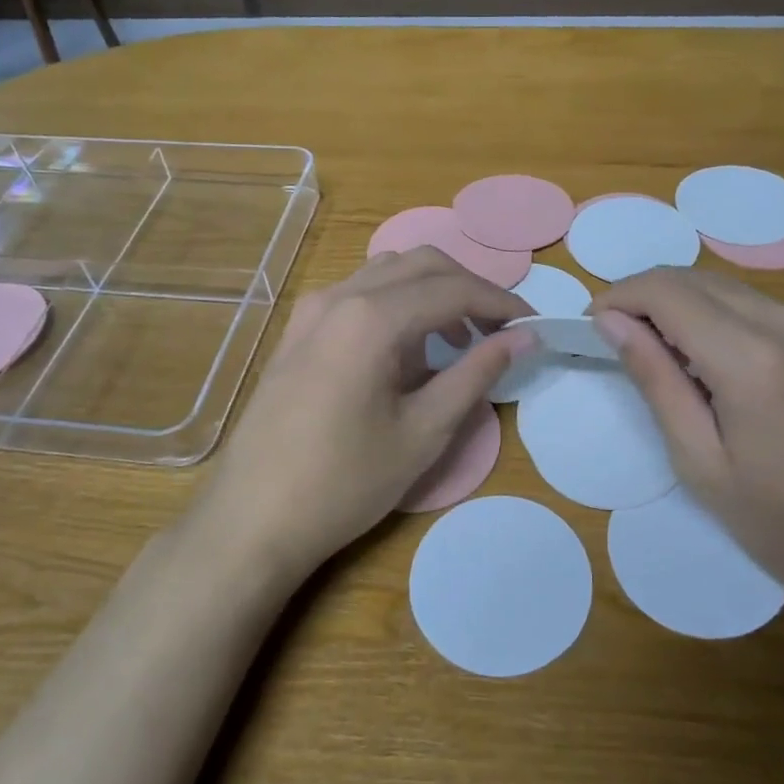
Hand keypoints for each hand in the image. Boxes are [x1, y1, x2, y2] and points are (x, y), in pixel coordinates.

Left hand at [198, 248, 536, 583]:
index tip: (532, 326)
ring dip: (432, 292)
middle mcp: (339, 297)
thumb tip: (524, 338)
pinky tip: (406, 350)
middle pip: (421, 264)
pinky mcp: (297, 331)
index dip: (500, 302)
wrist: (251, 520)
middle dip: (469, 288)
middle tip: (500, 330)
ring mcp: (311, 310)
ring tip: (458, 340)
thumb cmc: (343, 483)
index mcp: (372, 317)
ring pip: (387, 273)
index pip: (453, 289)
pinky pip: (358, 294)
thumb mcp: (423, 432)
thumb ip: (476, 374)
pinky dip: (397, 304)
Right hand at [592, 268, 783, 620]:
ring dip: (677, 304)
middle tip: (612, 338)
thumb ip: (655, 381)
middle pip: (694, 279)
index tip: (589, 325)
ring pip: (724, 288)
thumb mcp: (701, 463)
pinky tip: (702, 360)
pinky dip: (713, 317)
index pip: (666, 292)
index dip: (619, 297)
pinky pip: (753, 307)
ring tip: (652, 352)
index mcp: (752, 358)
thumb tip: (611, 323)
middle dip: (643, 296)